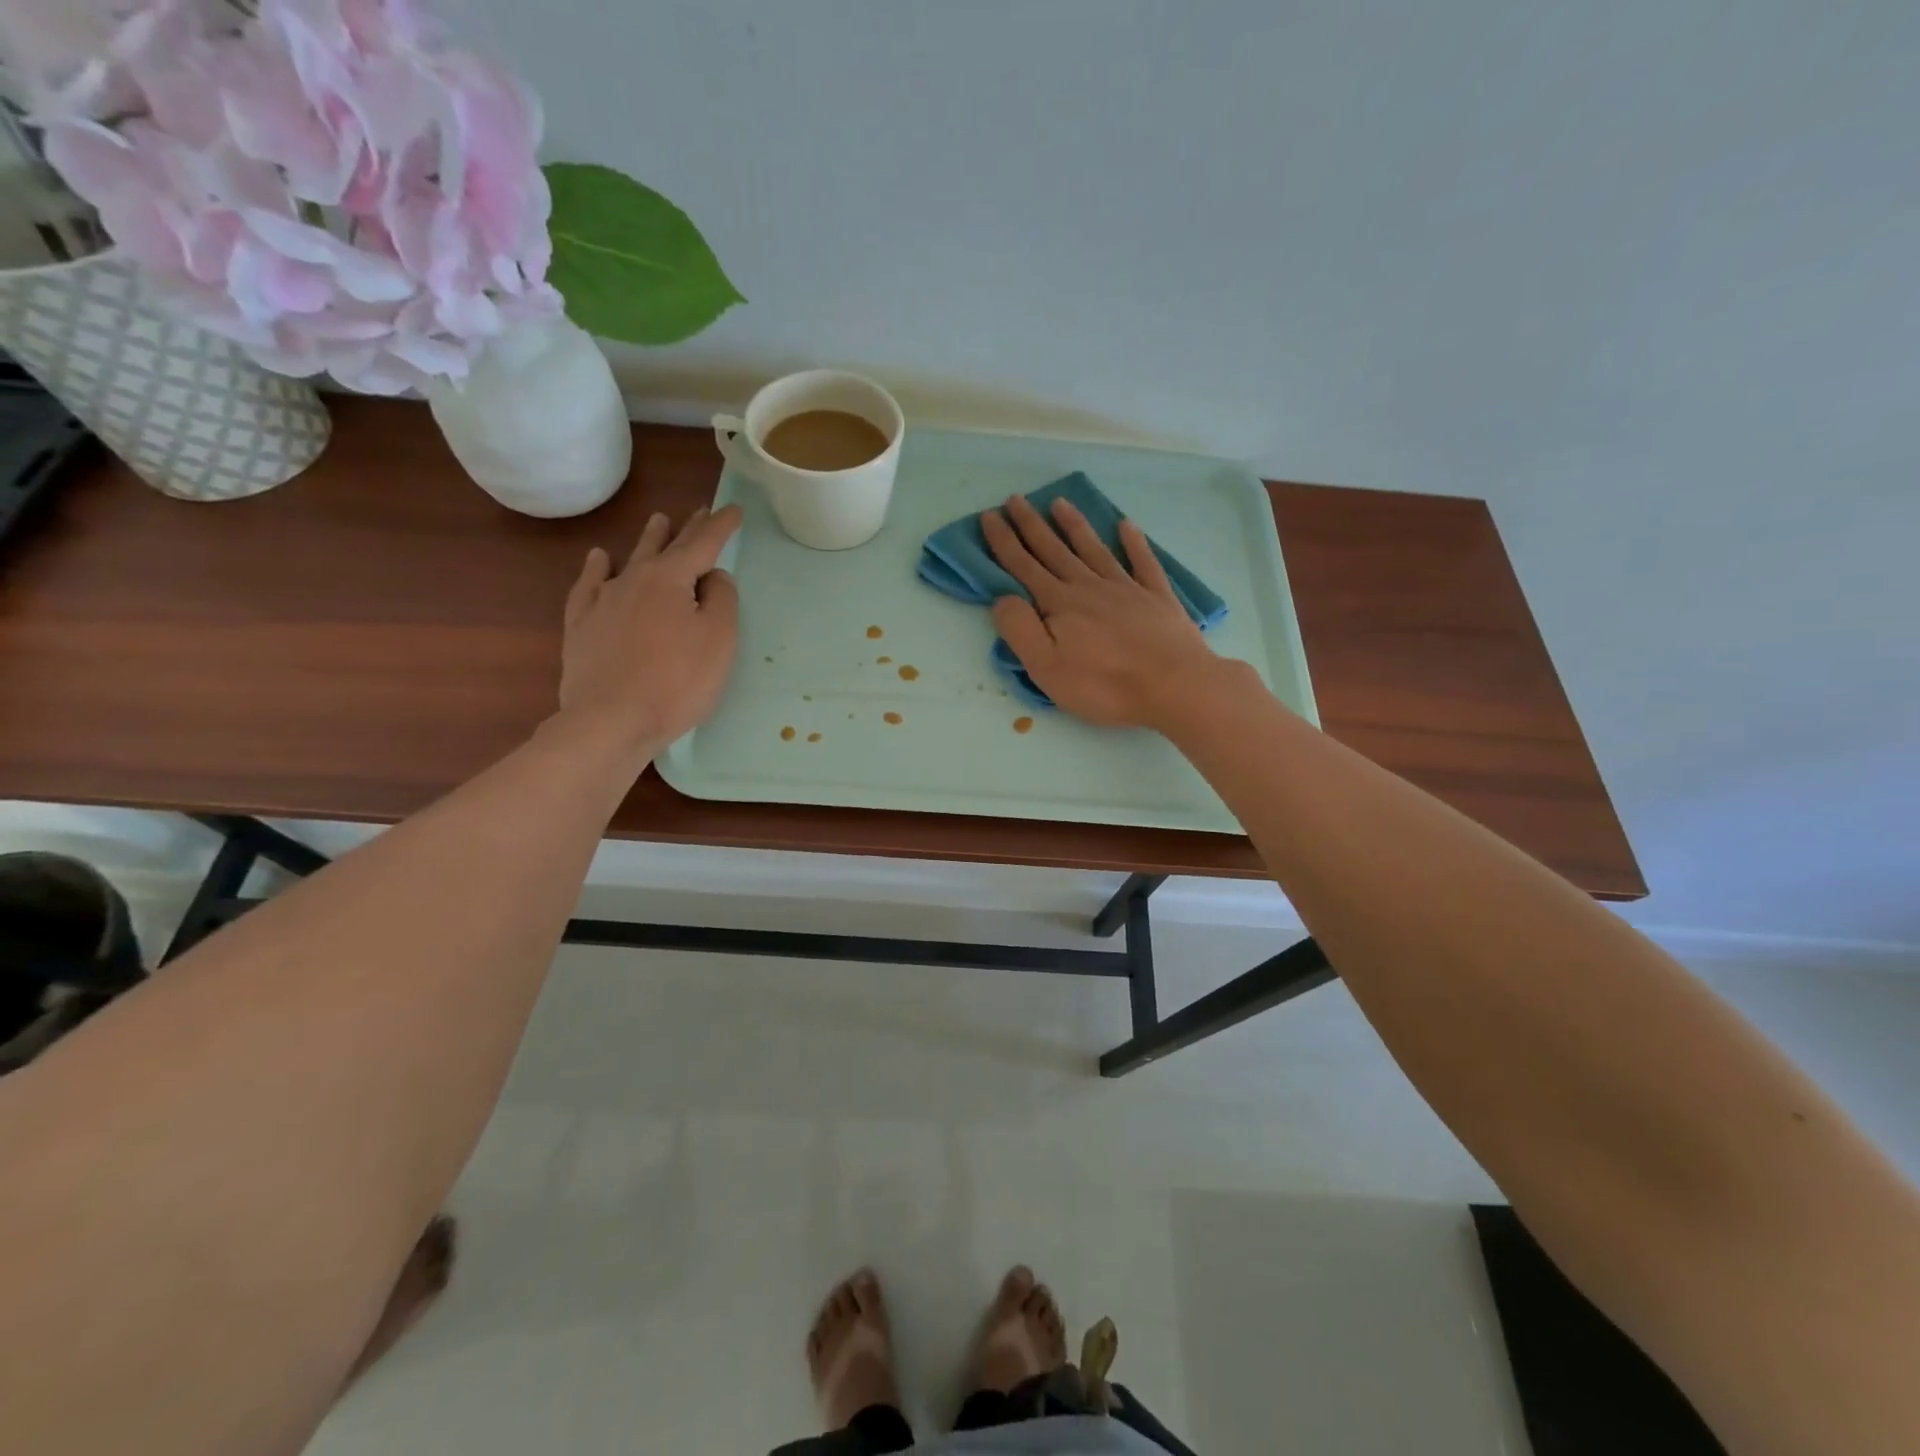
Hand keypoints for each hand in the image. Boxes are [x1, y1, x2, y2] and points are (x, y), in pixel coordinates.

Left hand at [557, 505, 742, 769]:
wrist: (611, 720)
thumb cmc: (677, 681)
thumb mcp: (718, 640)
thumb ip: (721, 600)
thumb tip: (712, 576)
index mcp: (670, 579)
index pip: (702, 545)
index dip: (720, 526)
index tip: (733, 509)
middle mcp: (634, 580)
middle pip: (665, 547)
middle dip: (686, 529)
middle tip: (697, 511)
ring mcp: (603, 601)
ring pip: (629, 560)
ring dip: (647, 540)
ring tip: (656, 521)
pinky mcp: (581, 626)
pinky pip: (589, 586)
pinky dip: (597, 569)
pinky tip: (600, 560)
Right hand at [981, 495, 1217, 728]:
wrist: (1173, 685)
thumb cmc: (1104, 684)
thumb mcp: (1047, 668)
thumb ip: (1020, 630)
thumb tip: (1002, 598)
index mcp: (1059, 604)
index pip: (1023, 567)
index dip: (1004, 542)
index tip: (990, 516)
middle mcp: (1089, 586)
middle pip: (1055, 550)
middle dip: (1032, 525)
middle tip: (1016, 499)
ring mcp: (1126, 588)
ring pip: (1094, 549)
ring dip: (1074, 526)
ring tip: (1060, 502)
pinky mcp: (1157, 597)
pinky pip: (1142, 561)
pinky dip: (1133, 542)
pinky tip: (1126, 525)